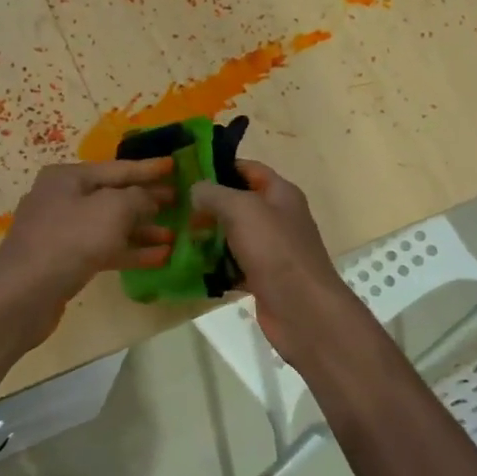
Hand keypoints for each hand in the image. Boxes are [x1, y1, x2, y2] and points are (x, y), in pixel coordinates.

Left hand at [0, 159, 175, 308]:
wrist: (23, 294)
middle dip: (147, 201)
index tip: (174, 166)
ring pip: (109, 225)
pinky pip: (102, 249)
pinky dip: (128, 251)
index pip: (116, 168)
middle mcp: (61, 198)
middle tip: (180, 203)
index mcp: (67, 177)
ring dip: (141, 230)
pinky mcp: (63, 260)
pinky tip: (158, 258)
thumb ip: (138, 198)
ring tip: (175, 235)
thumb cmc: (70, 240)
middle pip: (112, 196)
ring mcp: (60, 231)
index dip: (147, 168)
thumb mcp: (112, 210)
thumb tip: (149, 199)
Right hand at [190, 160, 364, 369]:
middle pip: (238, 203)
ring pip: (233, 235)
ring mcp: (271, 249)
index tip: (186, 171)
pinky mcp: (262, 277)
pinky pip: (233, 265)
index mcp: (280, 194)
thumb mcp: (241, 209)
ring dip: (208, 236)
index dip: (219, 166)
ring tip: (175, 235)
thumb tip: (196, 189)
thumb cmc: (274, 250)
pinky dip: (215, 266)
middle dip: (207, 204)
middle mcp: (278, 218)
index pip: (248, 169)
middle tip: (174, 207)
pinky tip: (190, 266)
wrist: (302, 309)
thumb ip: (215, 194)